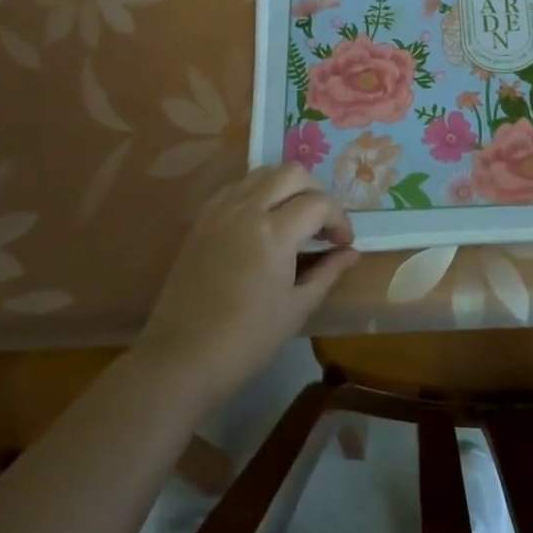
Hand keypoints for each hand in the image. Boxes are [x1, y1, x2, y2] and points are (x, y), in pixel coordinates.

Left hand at [136, 165, 359, 404]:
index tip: (344, 243)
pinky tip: (262, 221)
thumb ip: (327, 272)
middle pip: (292, 173)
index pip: (319, 203)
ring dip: (287, 186)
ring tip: (295, 217)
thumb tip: (351, 252)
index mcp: (274, 232)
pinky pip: (237, 187)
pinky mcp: (202, 220)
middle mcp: (247, 209)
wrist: (181, 359)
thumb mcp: (296, 308)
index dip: (339, 219)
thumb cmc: (246, 340)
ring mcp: (220, 211)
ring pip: (263, 173)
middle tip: (323, 223)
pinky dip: (258, 192)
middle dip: (317, 191)